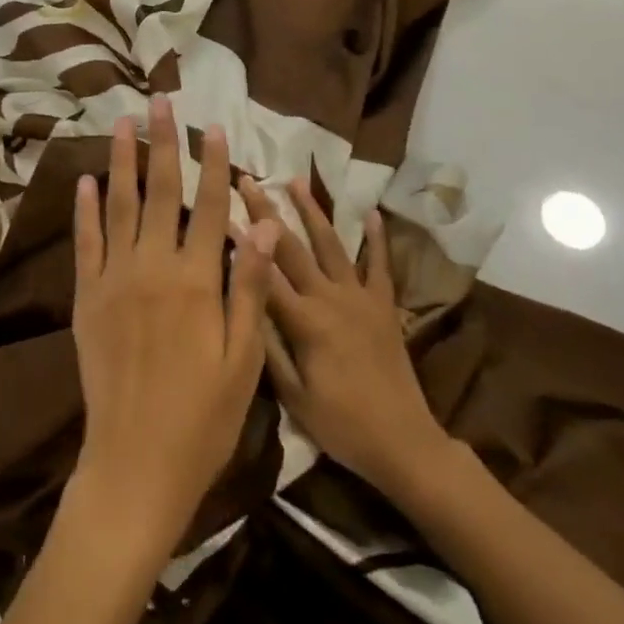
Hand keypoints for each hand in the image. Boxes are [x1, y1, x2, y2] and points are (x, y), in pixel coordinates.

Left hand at [69, 96, 277, 557]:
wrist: (135, 463)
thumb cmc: (203, 417)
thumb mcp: (244, 359)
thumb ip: (249, 286)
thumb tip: (261, 223)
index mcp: (197, 281)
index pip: (210, 207)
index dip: (213, 165)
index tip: (213, 127)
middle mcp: (152, 268)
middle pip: (160, 192)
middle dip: (163, 144)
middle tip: (160, 102)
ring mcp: (114, 280)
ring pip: (118, 206)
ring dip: (122, 161)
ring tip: (123, 124)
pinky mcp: (87, 298)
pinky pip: (86, 242)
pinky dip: (85, 209)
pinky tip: (87, 180)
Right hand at [244, 177, 450, 497]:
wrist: (404, 444)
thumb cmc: (341, 425)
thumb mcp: (293, 397)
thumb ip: (267, 346)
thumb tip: (242, 301)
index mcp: (305, 322)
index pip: (264, 273)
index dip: (240, 242)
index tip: (219, 211)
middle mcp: (331, 299)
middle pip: (292, 248)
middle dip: (267, 211)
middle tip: (248, 179)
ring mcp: (360, 298)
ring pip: (332, 244)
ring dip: (312, 210)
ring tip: (295, 180)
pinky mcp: (384, 306)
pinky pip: (380, 265)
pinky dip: (378, 237)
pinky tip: (372, 212)